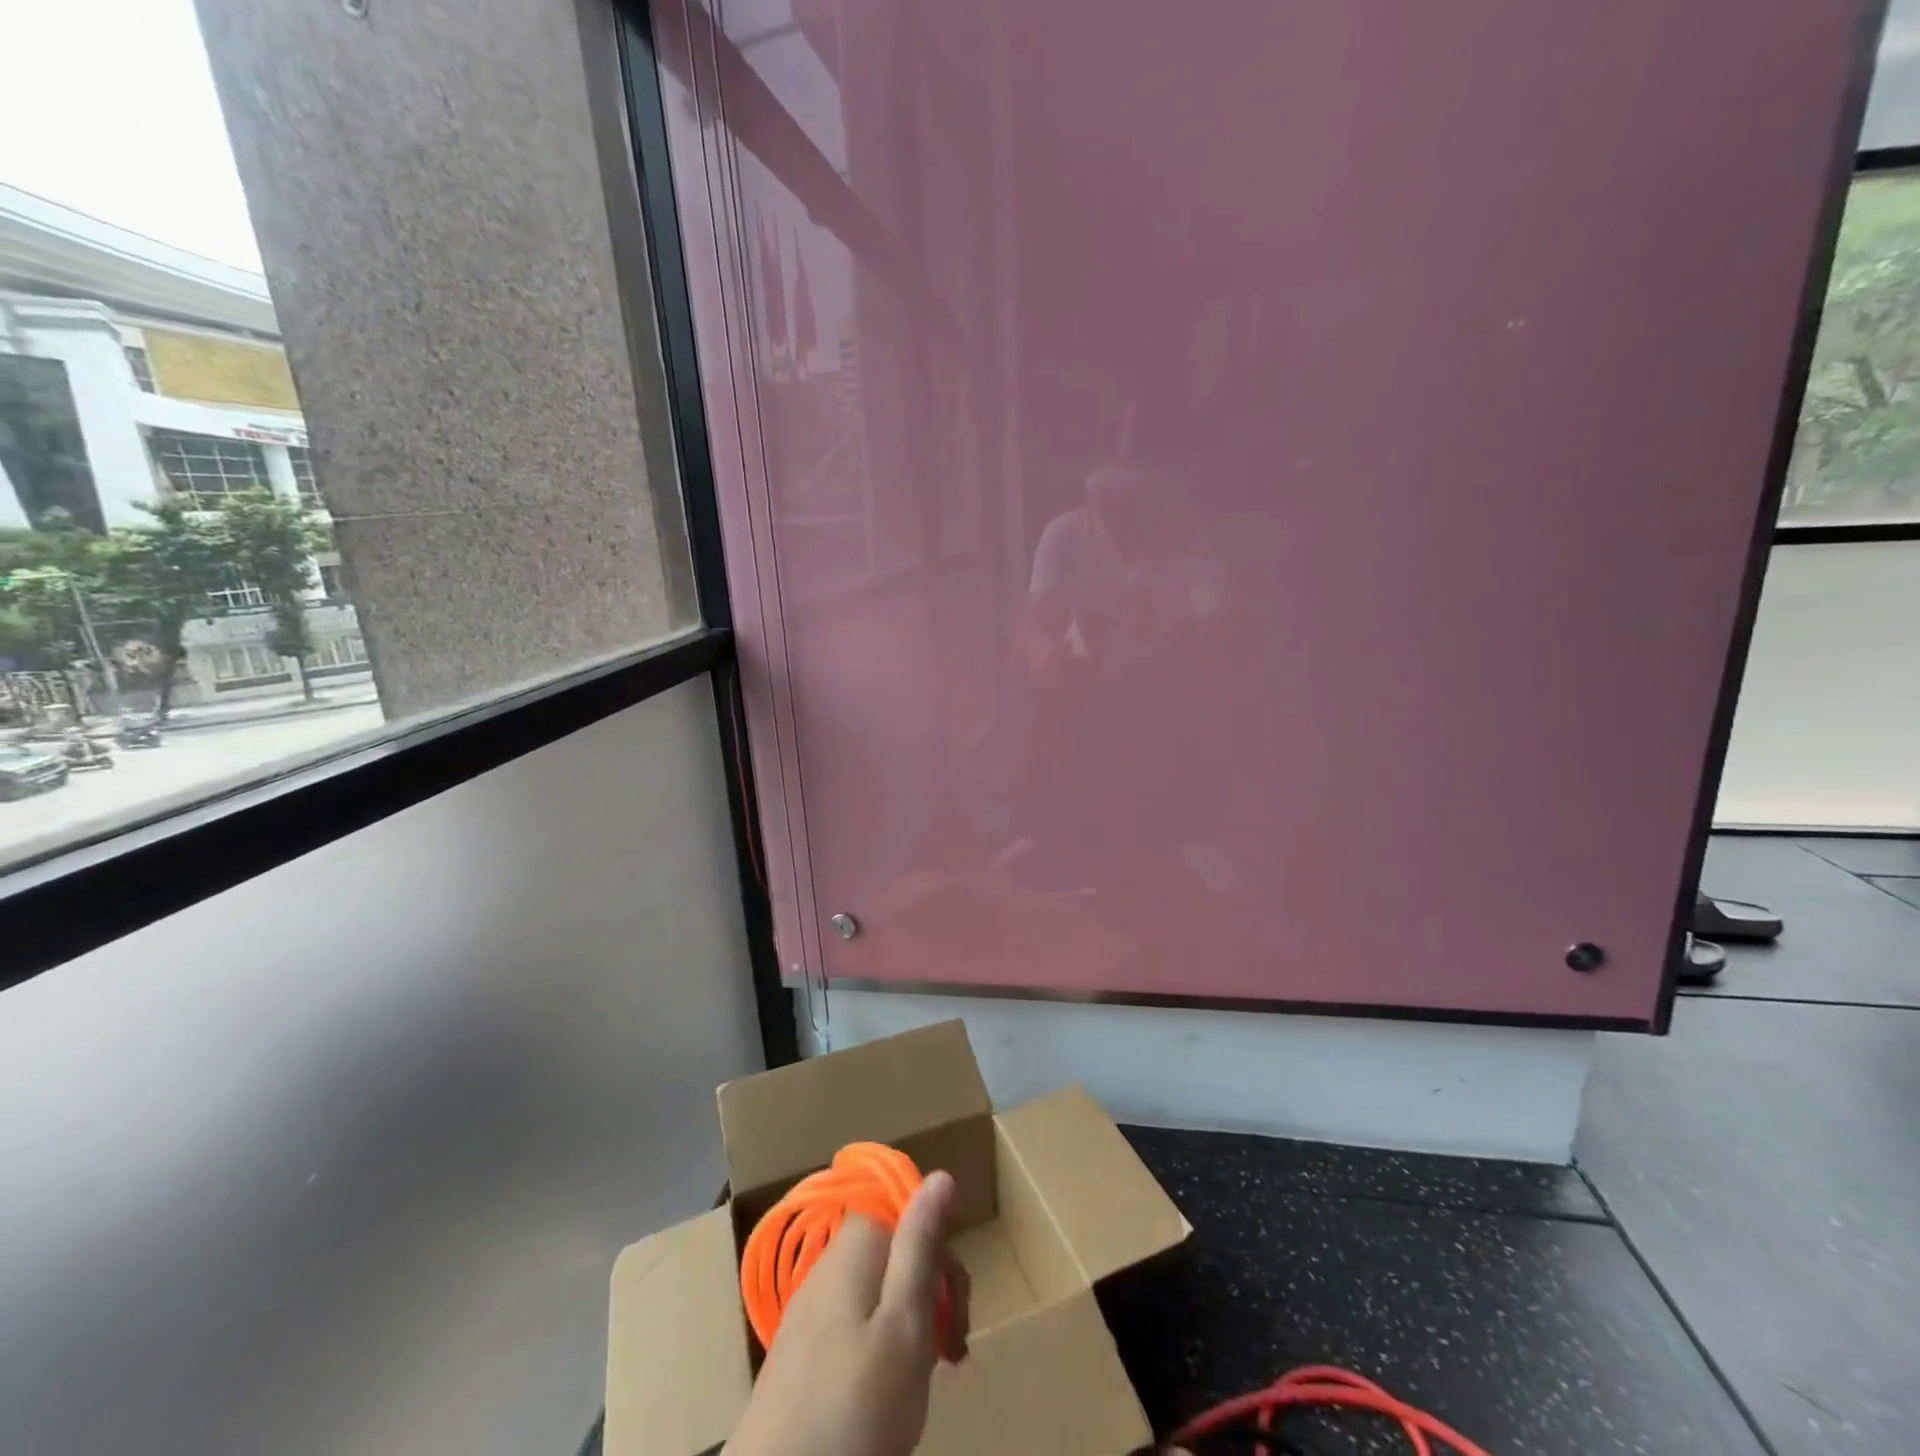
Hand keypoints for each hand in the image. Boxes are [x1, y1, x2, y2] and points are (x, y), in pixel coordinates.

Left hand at [725, 1171, 971, 1455]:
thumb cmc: (855, 1404)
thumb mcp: (905, 1322)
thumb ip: (921, 1245)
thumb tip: (941, 1173)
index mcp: (854, 1247)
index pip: (908, 1214)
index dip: (940, 1253)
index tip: (957, 1307)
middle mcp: (828, 1266)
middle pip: (894, 1253)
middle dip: (931, 1292)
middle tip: (953, 1352)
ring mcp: (810, 1310)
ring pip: (877, 1293)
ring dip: (910, 1325)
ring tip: (925, 1375)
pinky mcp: (800, 1354)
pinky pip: (854, 1327)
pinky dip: (881, 1349)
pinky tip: (889, 1390)